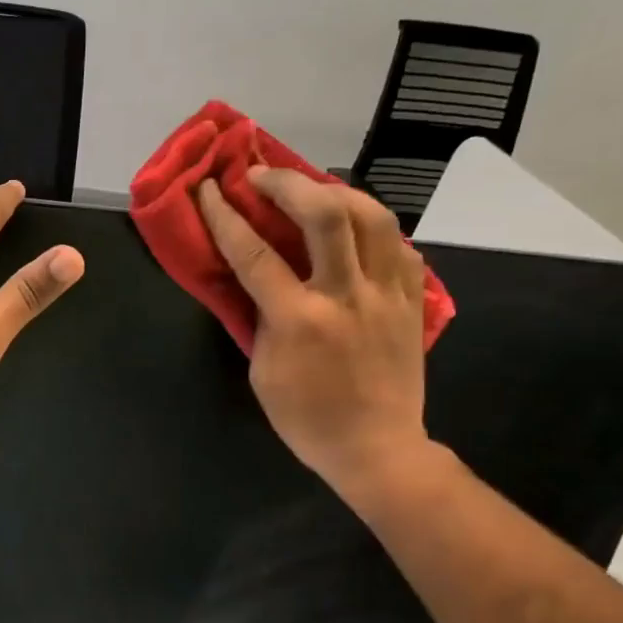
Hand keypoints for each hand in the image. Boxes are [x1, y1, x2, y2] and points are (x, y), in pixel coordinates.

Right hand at [198, 168, 428, 497]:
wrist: (376, 447)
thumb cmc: (306, 418)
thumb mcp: (262, 371)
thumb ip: (259, 319)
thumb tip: (258, 280)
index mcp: (300, 320)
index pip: (255, 254)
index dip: (224, 217)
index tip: (208, 189)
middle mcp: (347, 296)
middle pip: (325, 214)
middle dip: (288, 183)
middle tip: (261, 175)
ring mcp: (388, 295)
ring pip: (373, 216)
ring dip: (337, 191)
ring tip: (313, 189)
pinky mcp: (414, 300)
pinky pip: (398, 245)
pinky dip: (373, 227)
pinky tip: (356, 229)